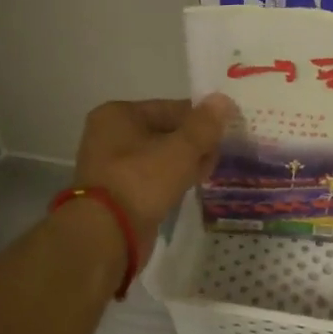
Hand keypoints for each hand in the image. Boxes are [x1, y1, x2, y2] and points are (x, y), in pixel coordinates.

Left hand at [72, 95, 234, 265]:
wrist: (107, 233)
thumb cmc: (142, 180)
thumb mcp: (181, 149)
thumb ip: (204, 124)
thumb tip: (223, 99)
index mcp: (118, 114)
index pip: (170, 108)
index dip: (200, 119)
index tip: (225, 132)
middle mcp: (110, 134)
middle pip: (165, 132)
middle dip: (194, 143)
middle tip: (218, 155)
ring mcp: (112, 165)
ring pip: (160, 156)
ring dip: (185, 162)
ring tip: (208, 172)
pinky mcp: (119, 191)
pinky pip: (152, 177)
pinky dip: (171, 179)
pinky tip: (190, 186)